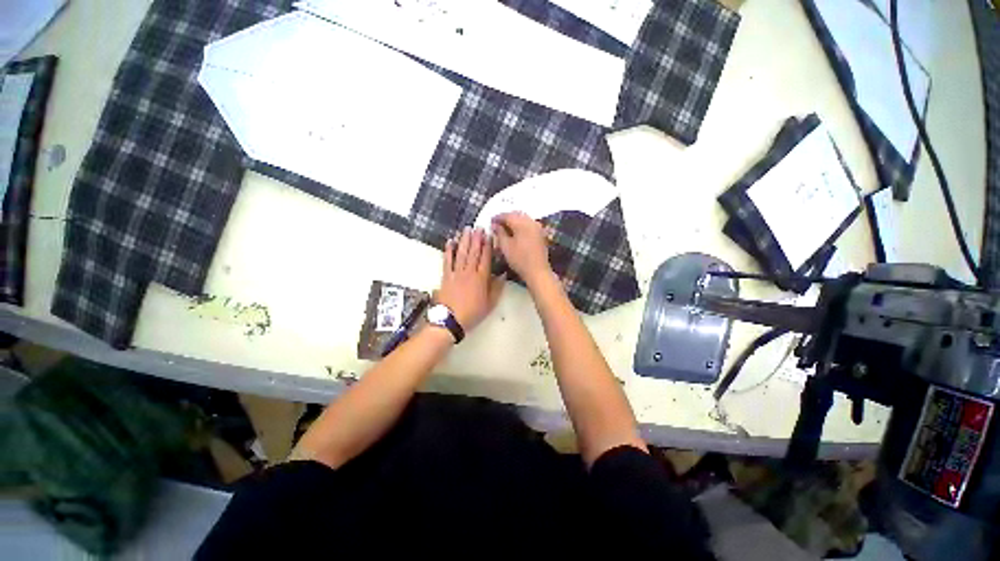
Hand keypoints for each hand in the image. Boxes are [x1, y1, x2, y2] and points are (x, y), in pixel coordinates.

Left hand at [436, 227, 505, 332]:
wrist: (451, 320)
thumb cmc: (472, 313)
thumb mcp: (490, 303)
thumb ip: (497, 288)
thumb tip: (503, 275)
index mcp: (481, 278)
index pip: (486, 258)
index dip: (488, 246)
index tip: (489, 235)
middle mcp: (469, 272)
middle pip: (473, 252)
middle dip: (476, 238)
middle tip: (478, 227)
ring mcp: (456, 273)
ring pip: (461, 253)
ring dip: (464, 240)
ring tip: (466, 229)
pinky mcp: (446, 276)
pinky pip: (447, 261)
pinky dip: (448, 251)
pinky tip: (450, 242)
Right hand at [492, 212, 551, 285]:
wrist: (538, 271)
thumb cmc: (519, 259)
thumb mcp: (505, 246)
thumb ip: (499, 233)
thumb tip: (495, 225)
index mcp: (521, 223)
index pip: (507, 215)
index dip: (497, 217)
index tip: (490, 221)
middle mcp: (531, 221)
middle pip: (516, 214)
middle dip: (506, 218)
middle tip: (497, 224)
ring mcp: (537, 227)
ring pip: (523, 218)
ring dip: (514, 221)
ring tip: (505, 228)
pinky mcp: (540, 233)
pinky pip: (529, 224)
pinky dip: (521, 225)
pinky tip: (516, 232)